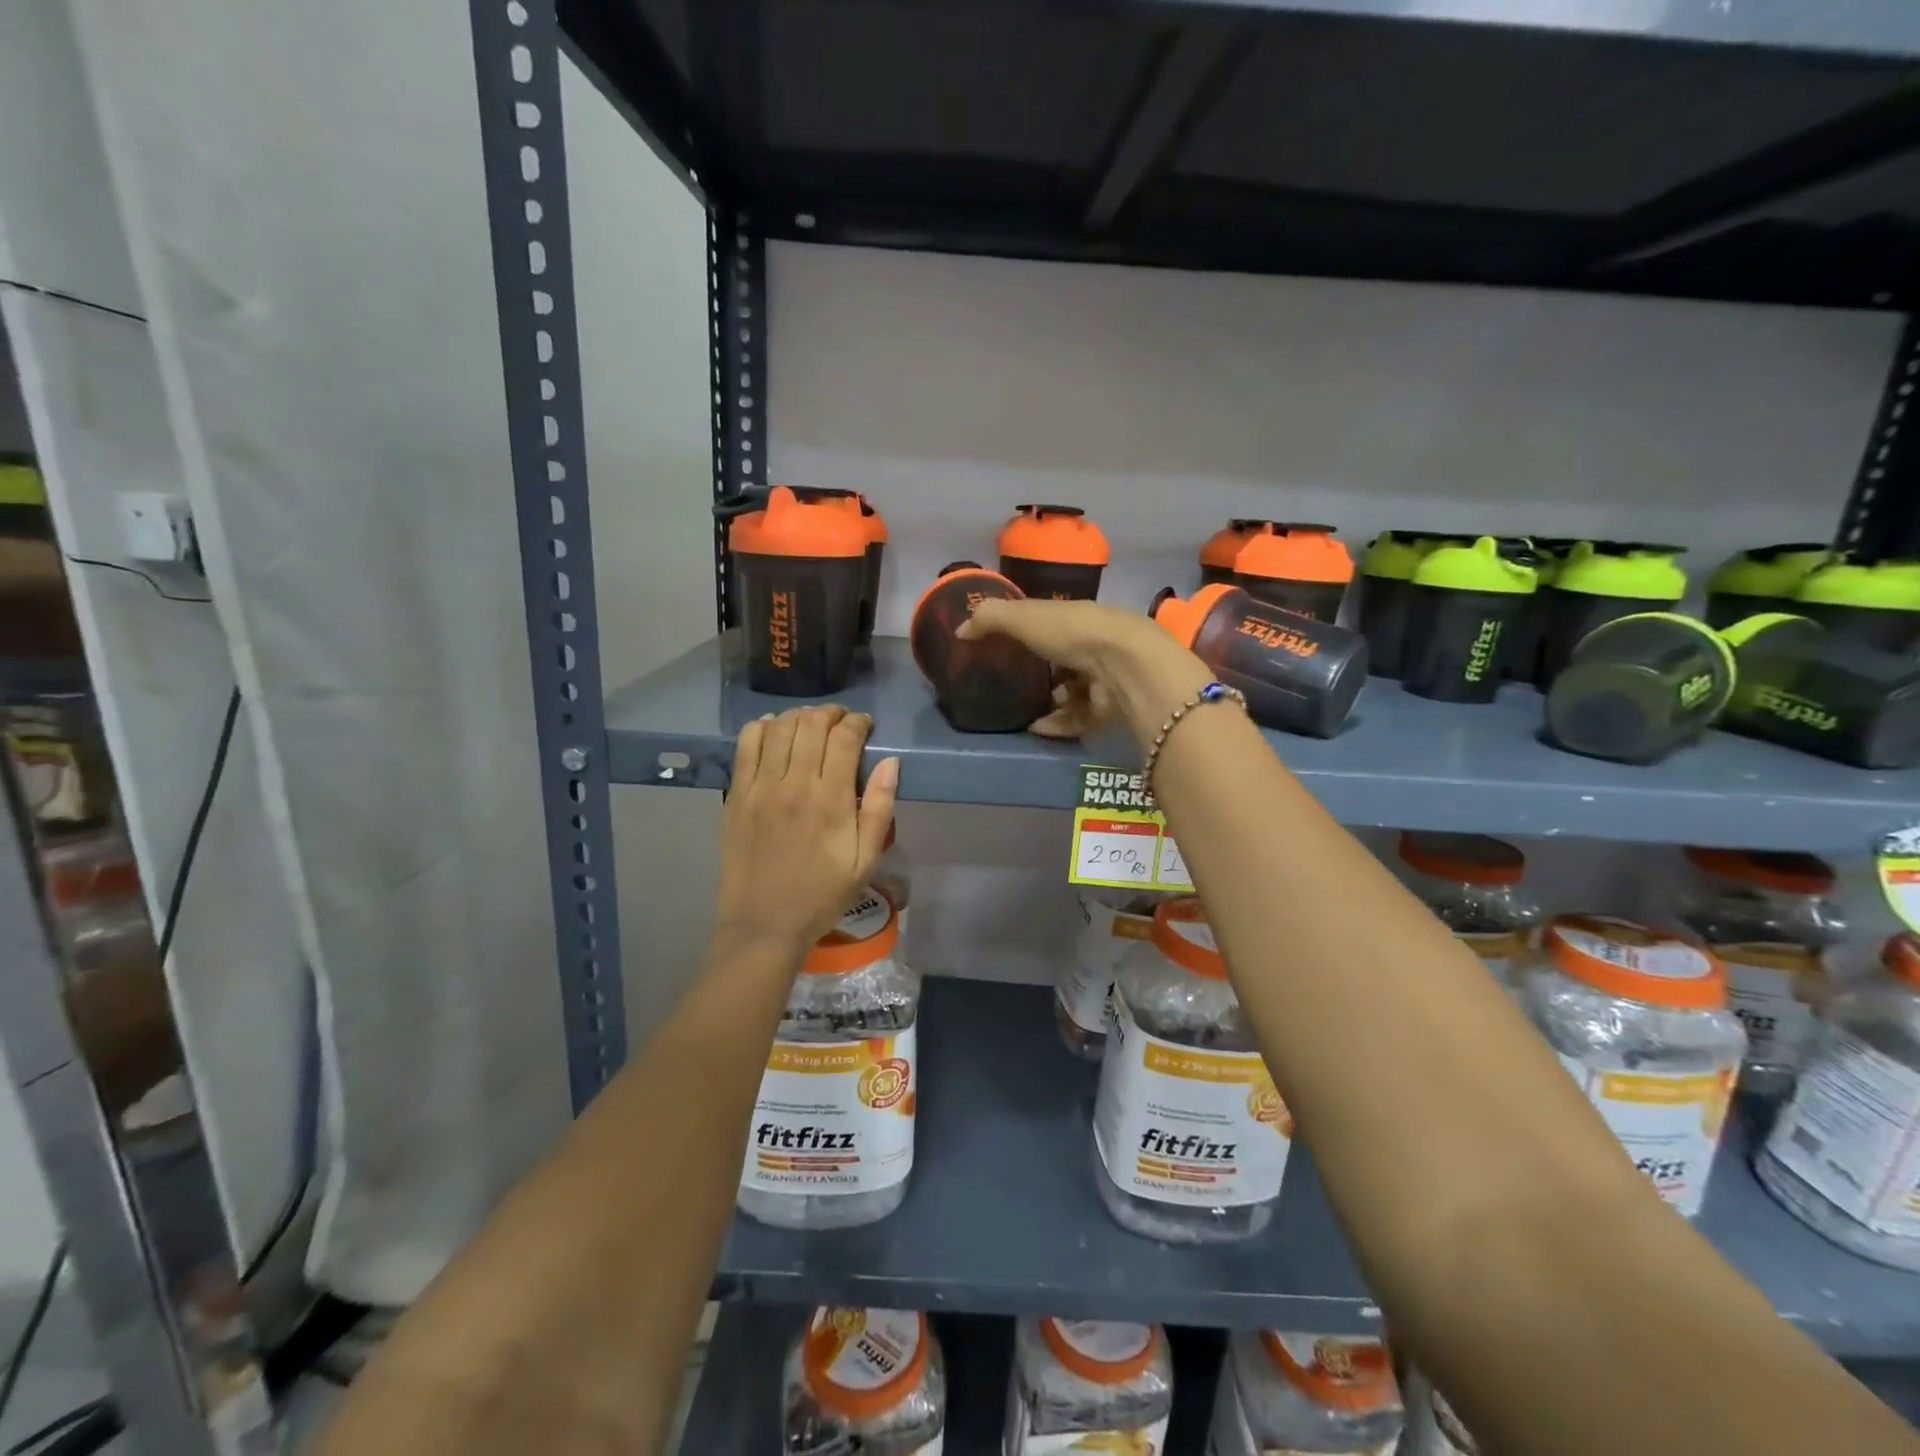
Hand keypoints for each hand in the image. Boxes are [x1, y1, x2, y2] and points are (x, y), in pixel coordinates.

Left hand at [714, 706, 899, 954]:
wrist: (764, 924)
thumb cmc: (822, 895)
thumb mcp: (865, 861)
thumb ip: (879, 809)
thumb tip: (890, 763)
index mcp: (830, 800)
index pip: (844, 738)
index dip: (857, 722)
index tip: (865, 725)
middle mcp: (794, 784)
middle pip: (811, 724)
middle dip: (830, 713)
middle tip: (840, 721)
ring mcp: (761, 787)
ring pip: (779, 728)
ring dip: (799, 716)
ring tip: (810, 723)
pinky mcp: (737, 795)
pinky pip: (746, 745)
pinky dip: (761, 727)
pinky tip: (774, 729)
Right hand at [957, 599, 1211, 745]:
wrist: (1124, 665)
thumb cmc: (1071, 632)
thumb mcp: (1022, 616)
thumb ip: (989, 619)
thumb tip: (960, 630)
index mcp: (1077, 618)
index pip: (1052, 623)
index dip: (1031, 631)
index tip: (1006, 645)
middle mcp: (1095, 645)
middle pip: (1066, 660)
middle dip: (1044, 672)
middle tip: (1013, 684)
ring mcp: (1106, 679)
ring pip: (1075, 692)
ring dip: (1051, 701)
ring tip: (1023, 710)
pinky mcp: (1110, 709)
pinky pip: (1079, 719)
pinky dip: (1058, 724)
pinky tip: (1036, 729)